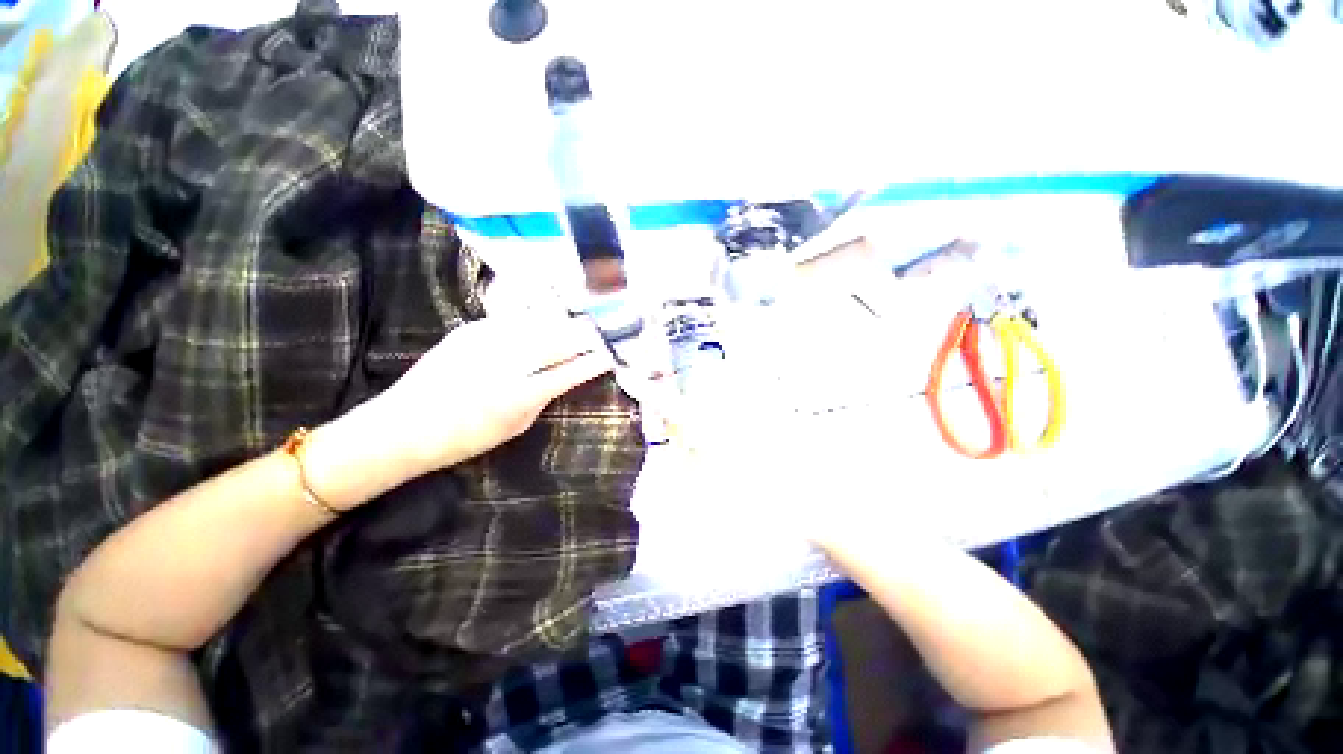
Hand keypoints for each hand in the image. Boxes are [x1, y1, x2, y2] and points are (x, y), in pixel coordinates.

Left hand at [370, 315, 614, 475]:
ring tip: (582, 321)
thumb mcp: (514, 426)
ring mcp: (486, 340)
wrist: (401, 427)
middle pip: (558, 340)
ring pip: (539, 324)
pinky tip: (547, 319)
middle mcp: (505, 362)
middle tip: (603, 331)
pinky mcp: (470, 330)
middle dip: (584, 335)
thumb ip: (542, 398)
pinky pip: (515, 320)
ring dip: (564, 323)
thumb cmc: (463, 438)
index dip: (594, 361)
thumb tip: (563, 376)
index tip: (610, 354)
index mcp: (519, 395)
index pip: (569, 372)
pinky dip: (537, 320)